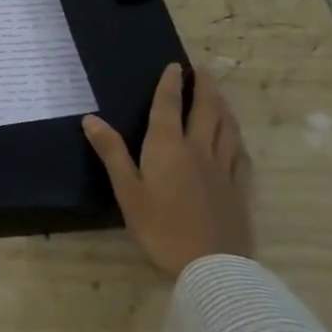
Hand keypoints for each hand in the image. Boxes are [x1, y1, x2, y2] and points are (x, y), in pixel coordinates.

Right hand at [83, 63, 253, 276]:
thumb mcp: (127, 190)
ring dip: (222, 106)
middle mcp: (198, 149)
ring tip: (219, 95)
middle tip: (202, 70)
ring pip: (227, 128)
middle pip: (205, 110)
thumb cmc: (161, 227)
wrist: (212, 266)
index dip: (170, 84)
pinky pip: (241, 155)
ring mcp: (224, 169)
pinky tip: (236, 139)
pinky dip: (237, 139)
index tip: (175, 65)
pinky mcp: (239, 189)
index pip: (169, 106)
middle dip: (203, 87)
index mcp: (168, 147)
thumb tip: (90, 118)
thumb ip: (111, 152)